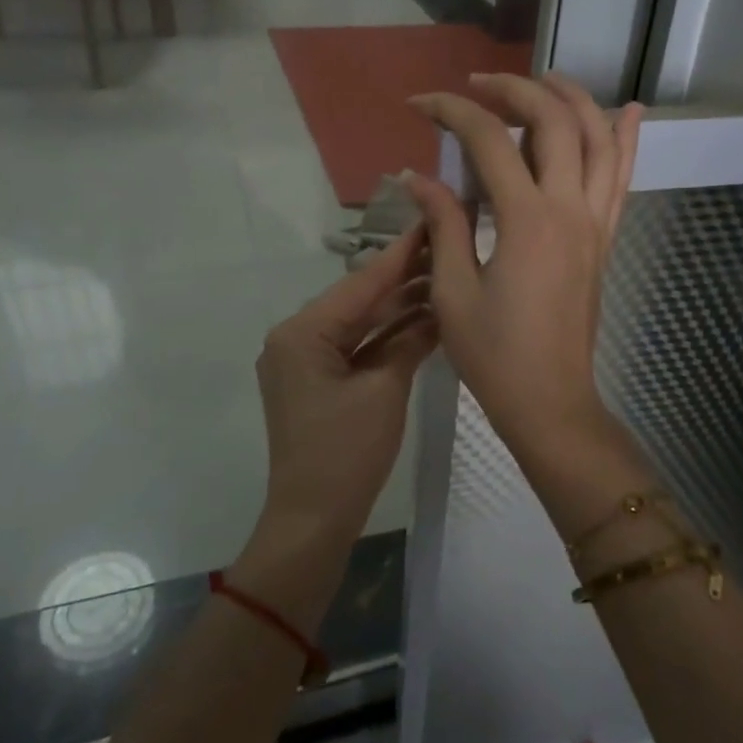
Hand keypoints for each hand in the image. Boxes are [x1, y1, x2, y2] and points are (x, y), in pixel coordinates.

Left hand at [254, 226, 438, 542]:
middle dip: (403, 281)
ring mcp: (305, 360)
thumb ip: (410, 342)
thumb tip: (437, 308)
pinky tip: (423, 320)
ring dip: (398, 310)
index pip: (361, 284)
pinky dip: (387, 339)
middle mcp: (296, 338)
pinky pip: (356, 349)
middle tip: (446, 249)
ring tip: (443, 279)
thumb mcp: (384, 391)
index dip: (400, 256)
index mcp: (302, 333)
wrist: (313, 519)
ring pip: (359, 325)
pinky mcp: (317, 380)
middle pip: (359, 301)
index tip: (430, 222)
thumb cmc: (346, 454)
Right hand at [404, 74, 641, 467]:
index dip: (452, 111)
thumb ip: (443, 224)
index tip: (419, 104)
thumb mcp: (454, 291)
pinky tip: (627, 112)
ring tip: (542, 80)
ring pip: (598, 139)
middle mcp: (570, 209)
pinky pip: (622, 178)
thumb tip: (417, 176)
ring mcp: (596, 222)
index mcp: (526, 221)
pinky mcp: (605, 239)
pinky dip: (624, 140)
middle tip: (476, 86)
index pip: (489, 141)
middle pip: (553, 121)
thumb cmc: (494, 354)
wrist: (550, 401)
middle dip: (514, 90)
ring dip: (573, 99)